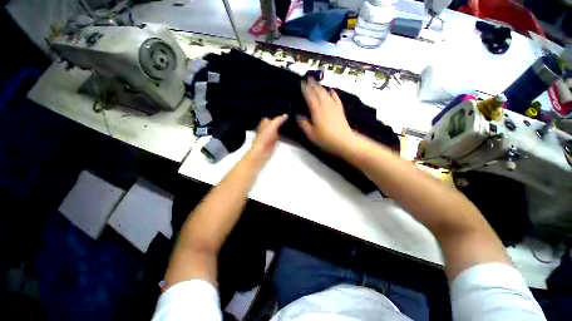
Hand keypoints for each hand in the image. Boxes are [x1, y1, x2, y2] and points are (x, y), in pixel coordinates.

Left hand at [248, 114, 287, 163]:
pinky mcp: (274, 141)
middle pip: (276, 123)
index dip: (278, 115)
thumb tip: (286, 115)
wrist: (262, 151)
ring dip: (283, 128)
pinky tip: (289, 133)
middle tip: (291, 118)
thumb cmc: (264, 138)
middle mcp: (267, 128)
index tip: (286, 113)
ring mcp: (271, 135)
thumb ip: (279, 120)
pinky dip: (284, 135)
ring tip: (292, 124)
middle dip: (282, 121)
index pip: (272, 116)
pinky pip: (280, 136)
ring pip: (278, 129)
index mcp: (265, 122)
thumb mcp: (272, 126)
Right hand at [298, 78, 356, 154]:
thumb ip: (303, 124)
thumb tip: (297, 115)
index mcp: (316, 111)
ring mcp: (333, 107)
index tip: (301, 82)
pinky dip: (333, 93)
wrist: (343, 141)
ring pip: (326, 93)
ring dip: (321, 86)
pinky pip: (336, 98)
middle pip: (318, 92)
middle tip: (308, 77)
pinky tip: (331, 89)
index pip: (310, 97)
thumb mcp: (311, 134)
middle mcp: (325, 105)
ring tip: (317, 81)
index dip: (305, 89)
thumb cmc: (325, 138)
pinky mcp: (340, 110)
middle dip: (313, 84)